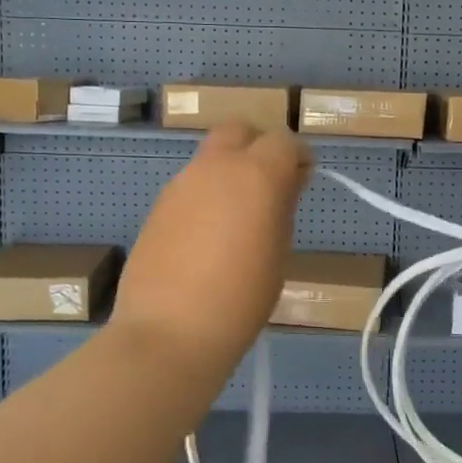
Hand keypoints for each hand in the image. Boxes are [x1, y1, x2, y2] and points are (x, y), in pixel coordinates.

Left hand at [111, 123, 313, 371]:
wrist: (170, 331)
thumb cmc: (241, 298)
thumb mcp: (278, 252)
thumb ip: (282, 207)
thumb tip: (284, 183)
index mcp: (256, 174)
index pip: (284, 141)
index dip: (297, 157)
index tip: (302, 181)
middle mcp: (217, 167)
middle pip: (240, 131)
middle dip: (258, 147)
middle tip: (269, 184)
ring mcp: (182, 183)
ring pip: (212, 157)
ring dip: (229, 171)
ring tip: (237, 217)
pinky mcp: (159, 205)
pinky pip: (191, 185)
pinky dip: (206, 195)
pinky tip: (207, 235)